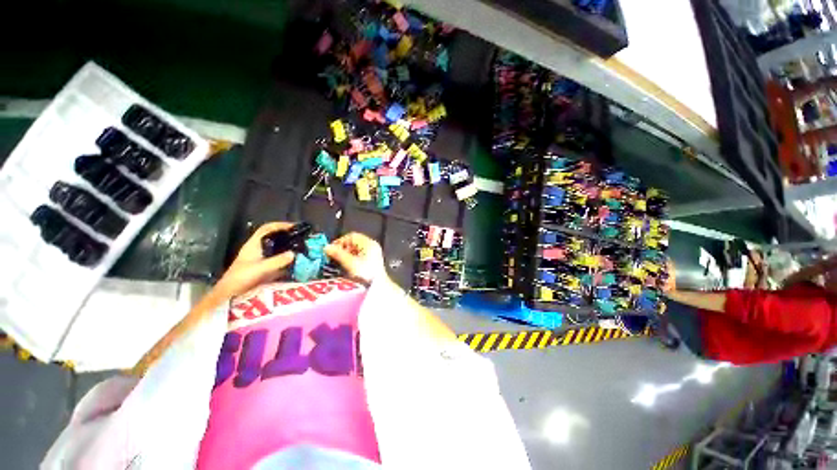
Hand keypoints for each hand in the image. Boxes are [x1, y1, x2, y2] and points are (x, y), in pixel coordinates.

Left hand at [215, 222, 295, 298]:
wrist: (230, 295)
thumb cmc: (240, 278)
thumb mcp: (260, 268)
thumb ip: (277, 261)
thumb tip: (293, 253)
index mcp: (253, 245)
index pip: (267, 229)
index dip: (280, 225)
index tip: (294, 227)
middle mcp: (258, 249)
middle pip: (274, 237)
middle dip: (287, 236)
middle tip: (301, 237)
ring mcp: (261, 259)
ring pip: (277, 249)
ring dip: (288, 247)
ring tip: (302, 248)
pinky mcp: (265, 268)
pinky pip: (279, 260)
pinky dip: (288, 259)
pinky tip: (297, 262)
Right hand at [325, 232, 386, 282]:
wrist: (378, 288)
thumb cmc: (366, 275)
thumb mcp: (350, 263)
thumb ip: (338, 254)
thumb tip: (327, 248)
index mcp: (369, 244)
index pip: (351, 236)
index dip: (340, 241)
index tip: (331, 249)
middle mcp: (372, 247)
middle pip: (354, 243)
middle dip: (342, 249)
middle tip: (333, 256)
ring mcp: (374, 255)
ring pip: (356, 250)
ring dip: (346, 255)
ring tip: (339, 262)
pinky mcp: (373, 263)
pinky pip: (360, 257)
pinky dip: (352, 260)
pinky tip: (347, 267)